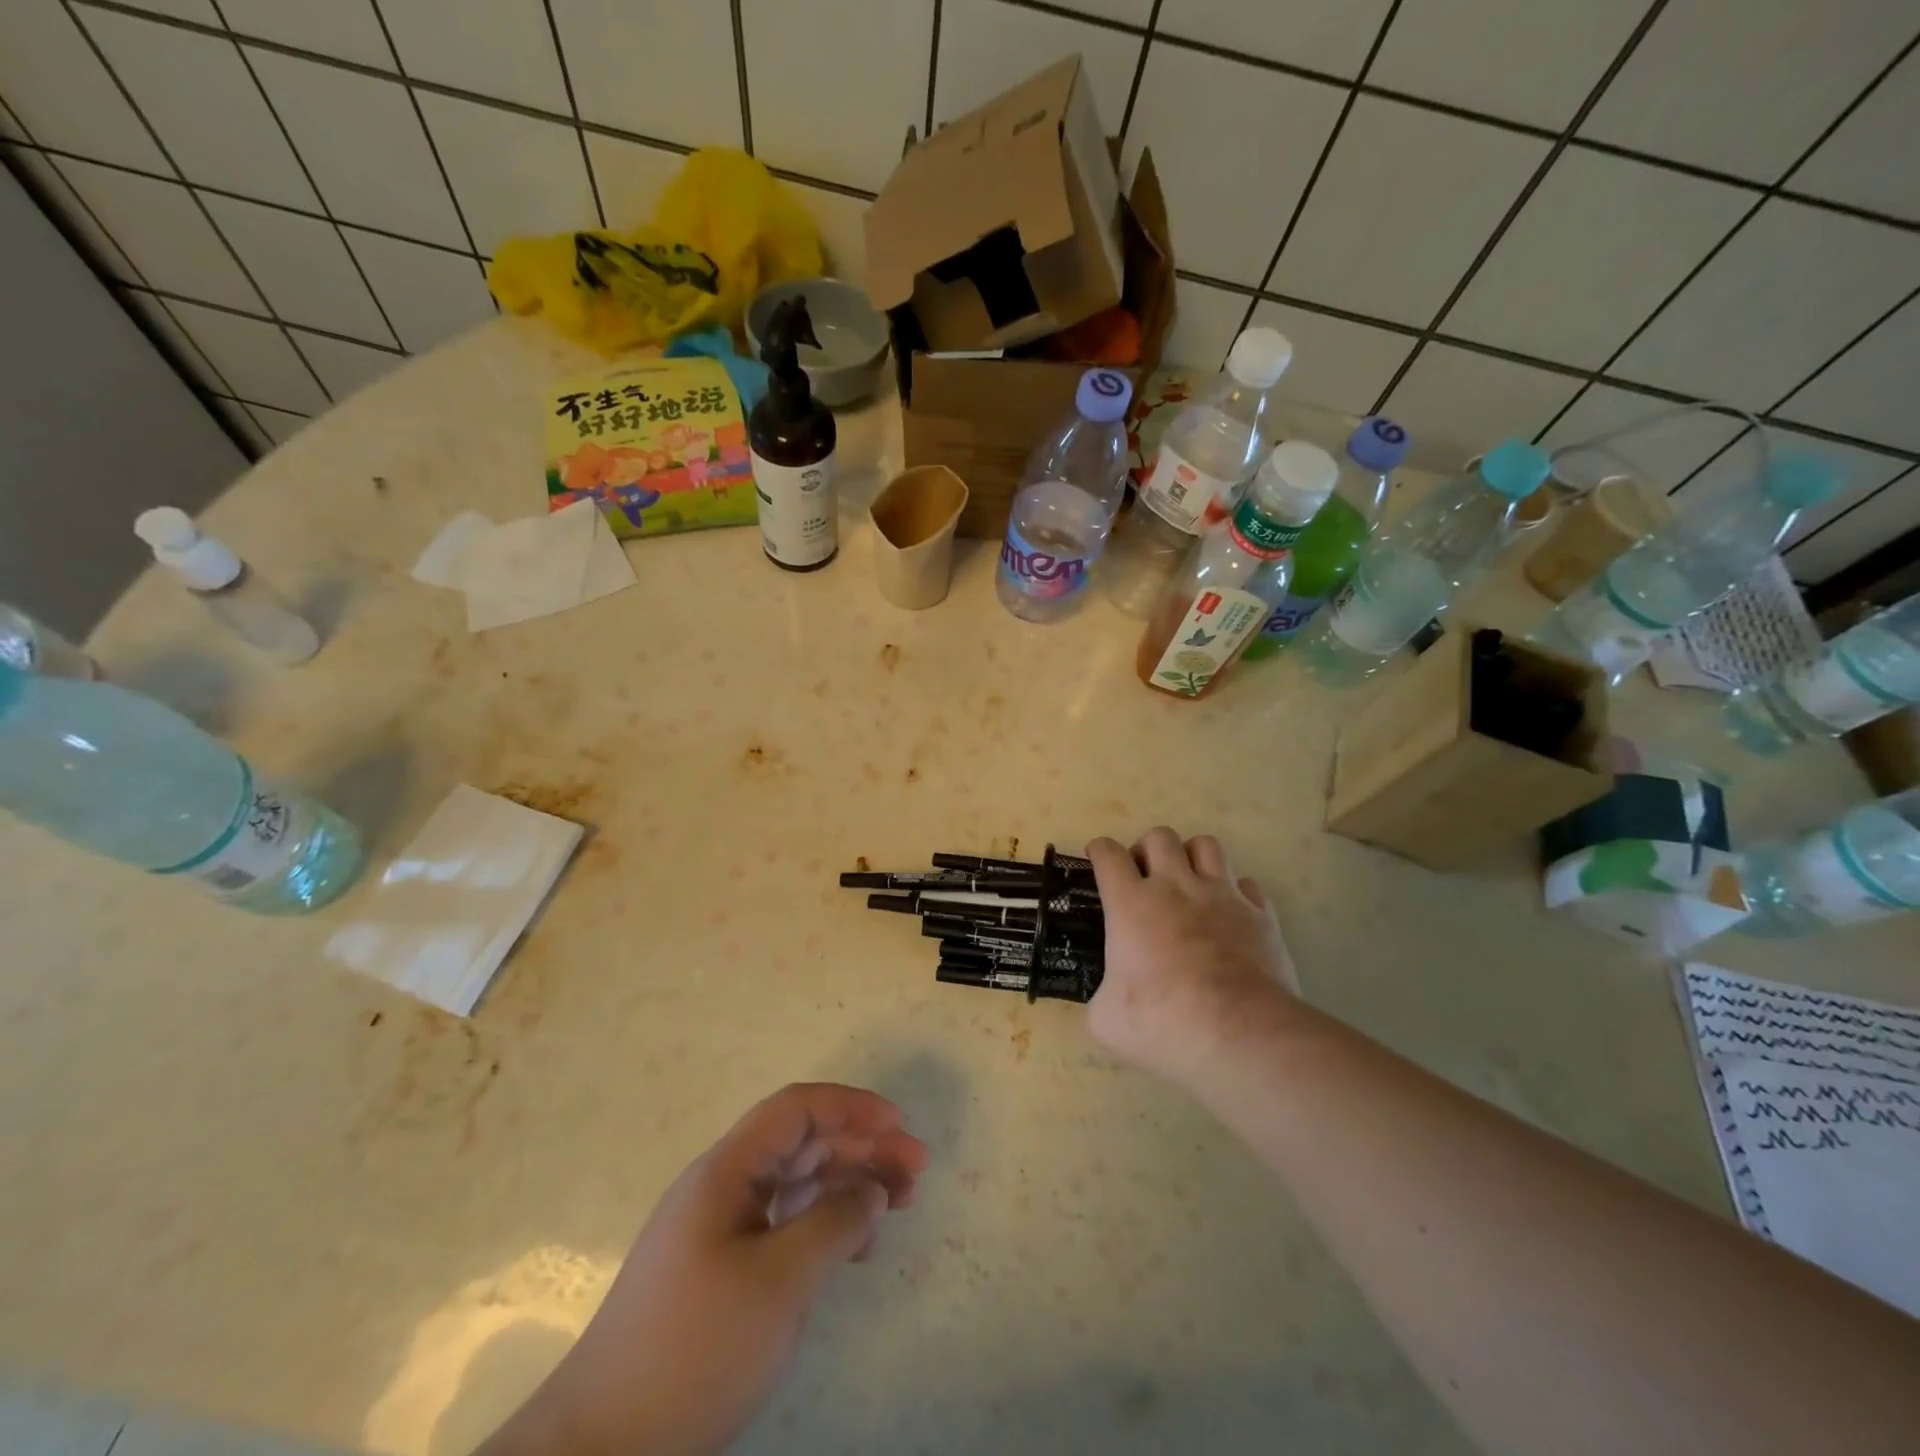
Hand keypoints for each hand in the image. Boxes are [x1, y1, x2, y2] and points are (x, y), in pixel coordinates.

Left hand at [482, 1084, 926, 1455]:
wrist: (602, 1449)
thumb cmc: (697, 1347)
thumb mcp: (780, 1282)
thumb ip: (834, 1224)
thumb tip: (871, 1192)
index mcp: (726, 1170)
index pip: (797, 1109)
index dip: (851, 1106)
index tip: (899, 1126)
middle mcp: (722, 1186)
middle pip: (802, 1144)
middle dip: (861, 1148)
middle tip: (915, 1172)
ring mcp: (718, 1228)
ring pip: (796, 1183)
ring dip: (847, 1185)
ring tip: (897, 1205)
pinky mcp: (719, 1269)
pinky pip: (783, 1224)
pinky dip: (823, 1225)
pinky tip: (854, 1248)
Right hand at [1086, 827, 1298, 1083]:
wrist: (1242, 1036)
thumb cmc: (1164, 1024)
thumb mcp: (1106, 1020)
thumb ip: (1103, 996)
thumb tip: (1110, 998)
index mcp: (1131, 903)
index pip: (1108, 854)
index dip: (1099, 850)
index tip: (1098, 857)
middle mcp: (1176, 886)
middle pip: (1159, 837)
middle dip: (1146, 849)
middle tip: (1144, 877)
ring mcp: (1222, 896)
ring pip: (1206, 845)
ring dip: (1191, 857)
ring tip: (1188, 882)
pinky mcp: (1260, 914)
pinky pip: (1246, 883)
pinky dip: (1234, 891)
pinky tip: (1229, 913)